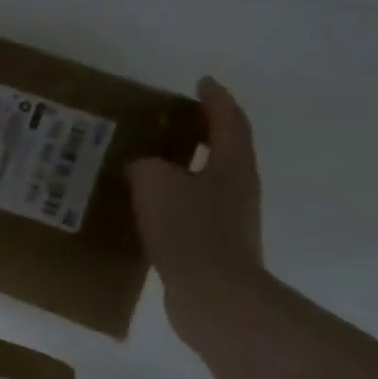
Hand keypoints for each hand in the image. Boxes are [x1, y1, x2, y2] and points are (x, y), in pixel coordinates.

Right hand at [128, 77, 264, 347]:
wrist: (214, 297)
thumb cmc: (190, 230)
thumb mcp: (155, 182)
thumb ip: (145, 164)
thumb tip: (141, 166)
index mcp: (232, 165)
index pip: (228, 121)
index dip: (216, 99)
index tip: (202, 81)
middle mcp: (237, 188)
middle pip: (222, 150)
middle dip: (198, 132)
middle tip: (167, 120)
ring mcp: (228, 220)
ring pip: (203, 182)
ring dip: (180, 169)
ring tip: (145, 162)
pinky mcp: (212, 246)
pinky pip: (189, 211)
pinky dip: (169, 201)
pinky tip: (142, 206)